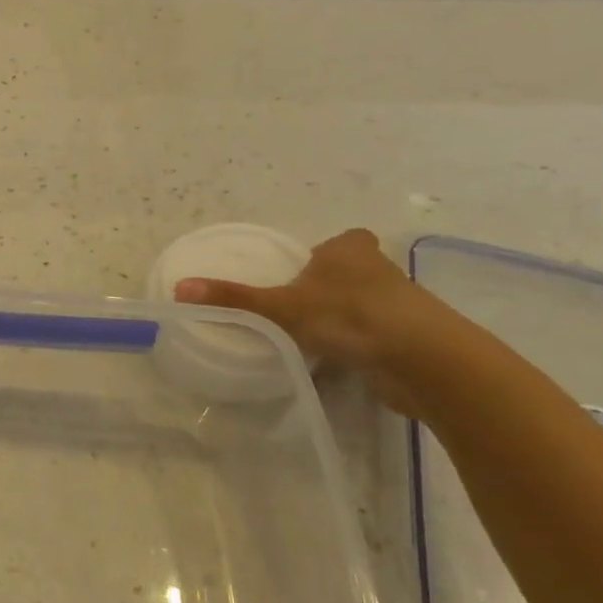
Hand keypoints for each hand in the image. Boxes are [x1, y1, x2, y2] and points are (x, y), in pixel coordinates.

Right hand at [173, 228, 452, 413]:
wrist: (423, 360)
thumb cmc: (349, 316)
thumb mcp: (281, 307)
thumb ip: (234, 298)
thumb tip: (179, 288)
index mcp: (349, 250)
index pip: (338, 241)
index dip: (321, 255)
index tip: (300, 274)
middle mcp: (378, 270)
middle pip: (349, 272)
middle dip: (328, 287)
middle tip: (294, 308)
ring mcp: (399, 305)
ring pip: (363, 304)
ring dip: (343, 318)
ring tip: (310, 336)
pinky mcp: (408, 338)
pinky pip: (373, 335)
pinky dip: (357, 344)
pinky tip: (337, 360)